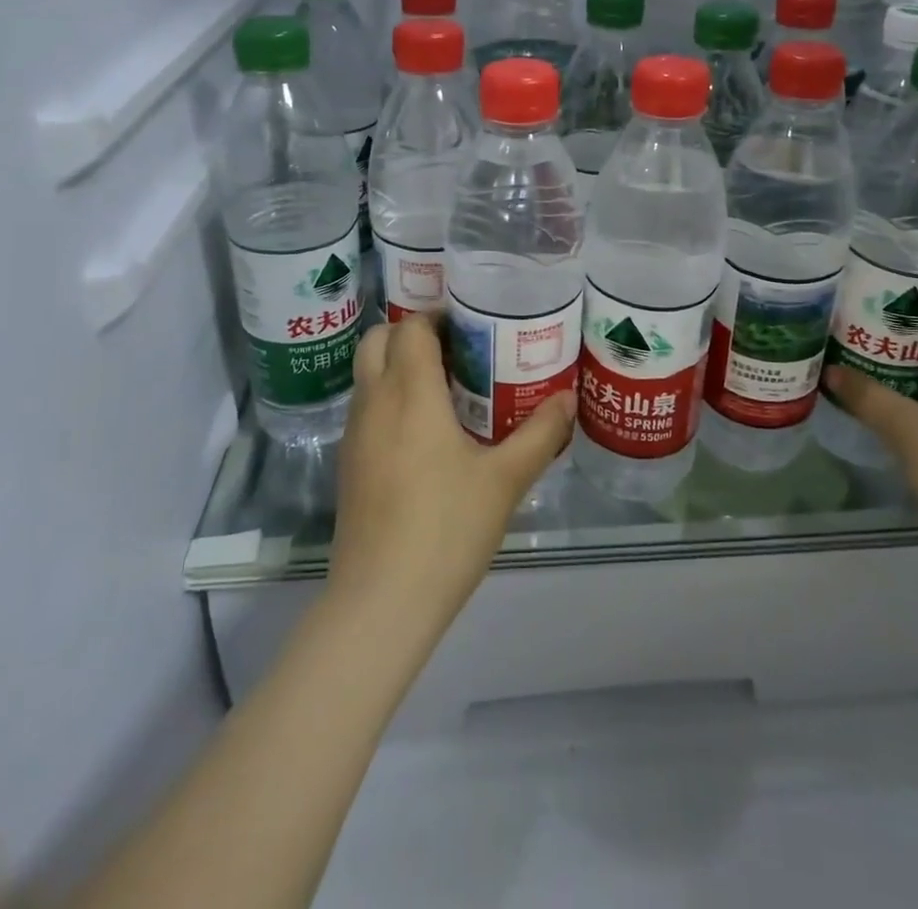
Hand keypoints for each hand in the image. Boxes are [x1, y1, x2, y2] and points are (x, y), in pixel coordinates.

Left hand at [327, 314, 573, 629]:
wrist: (382, 600)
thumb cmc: (447, 528)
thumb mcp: (505, 479)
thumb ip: (539, 433)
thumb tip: (568, 398)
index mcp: (410, 393)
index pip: (412, 328)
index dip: (439, 317)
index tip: (473, 325)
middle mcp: (374, 402)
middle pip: (379, 340)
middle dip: (413, 333)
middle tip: (458, 350)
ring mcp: (355, 433)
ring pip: (369, 374)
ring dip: (399, 365)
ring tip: (448, 387)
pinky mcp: (349, 463)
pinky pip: (367, 407)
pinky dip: (390, 397)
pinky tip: (426, 432)